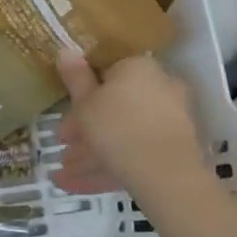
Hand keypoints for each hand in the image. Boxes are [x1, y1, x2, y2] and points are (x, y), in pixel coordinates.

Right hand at [54, 52, 206, 202]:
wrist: (165, 172)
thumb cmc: (116, 125)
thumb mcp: (85, 102)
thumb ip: (75, 77)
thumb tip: (66, 50)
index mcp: (138, 67)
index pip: (106, 75)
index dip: (81, 97)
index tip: (65, 117)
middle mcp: (159, 87)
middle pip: (115, 107)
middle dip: (86, 131)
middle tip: (63, 148)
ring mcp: (169, 120)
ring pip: (124, 133)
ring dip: (92, 153)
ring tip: (64, 176)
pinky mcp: (173, 150)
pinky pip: (136, 153)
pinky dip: (109, 166)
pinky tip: (80, 186)